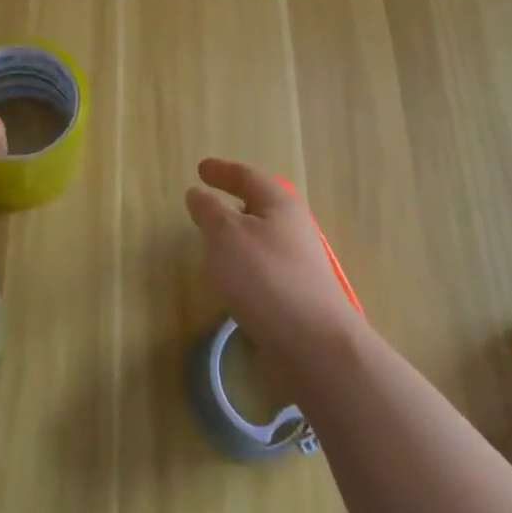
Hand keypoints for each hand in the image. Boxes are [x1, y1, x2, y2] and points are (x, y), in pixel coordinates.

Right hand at [186, 158, 360, 370]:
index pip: (247, 176)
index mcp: (279, 205)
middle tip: (206, 202)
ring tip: (210, 243)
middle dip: (233, 201)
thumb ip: (209, 211)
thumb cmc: (265, 278)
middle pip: (259, 205)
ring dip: (237, 236)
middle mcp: (292, 228)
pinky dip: (243, 266)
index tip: (201, 168)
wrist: (314, 344)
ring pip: (260, 238)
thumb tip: (198, 193)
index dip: (222, 171)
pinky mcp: (295, 295)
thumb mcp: (226, 235)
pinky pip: (262, 269)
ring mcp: (297, 263)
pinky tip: (229, 283)